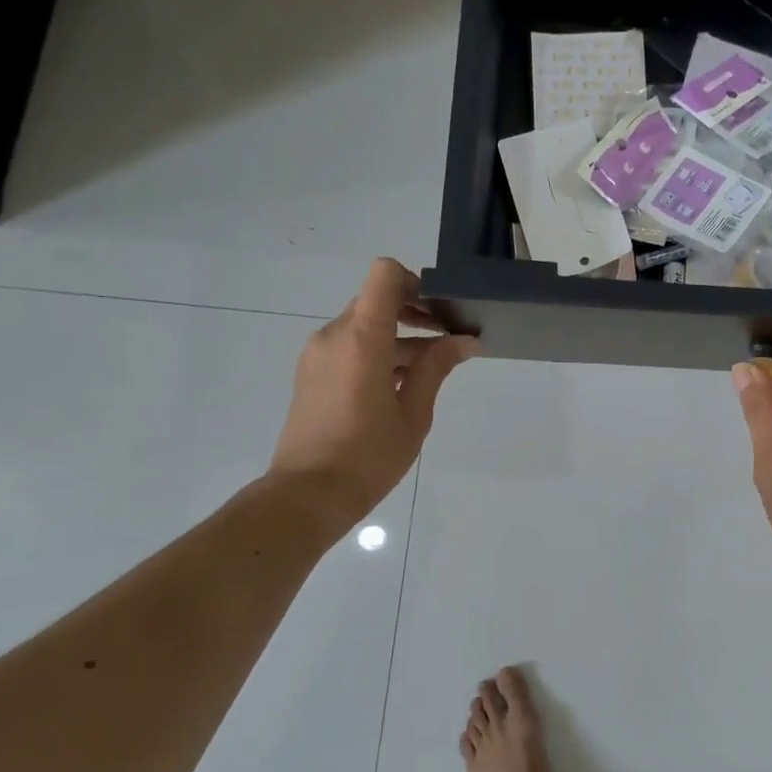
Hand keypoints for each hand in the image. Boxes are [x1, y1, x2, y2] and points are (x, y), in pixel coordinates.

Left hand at [269, 258, 478, 515]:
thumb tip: (464, 341)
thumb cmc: (367, 456)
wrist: (307, 495)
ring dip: (400, 337)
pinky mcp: (311, 373)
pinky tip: (402, 386)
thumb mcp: (413, 414)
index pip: (385, 276)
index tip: (442, 312)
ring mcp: (318, 354)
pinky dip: (379, 353)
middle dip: (416, 313)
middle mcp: (333, 336)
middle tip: (449, 341)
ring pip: (365, 326)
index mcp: (361, 339)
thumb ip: (436, 368)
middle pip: (377, 300)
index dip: (417, 283)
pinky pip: (350, 346)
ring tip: (433, 370)